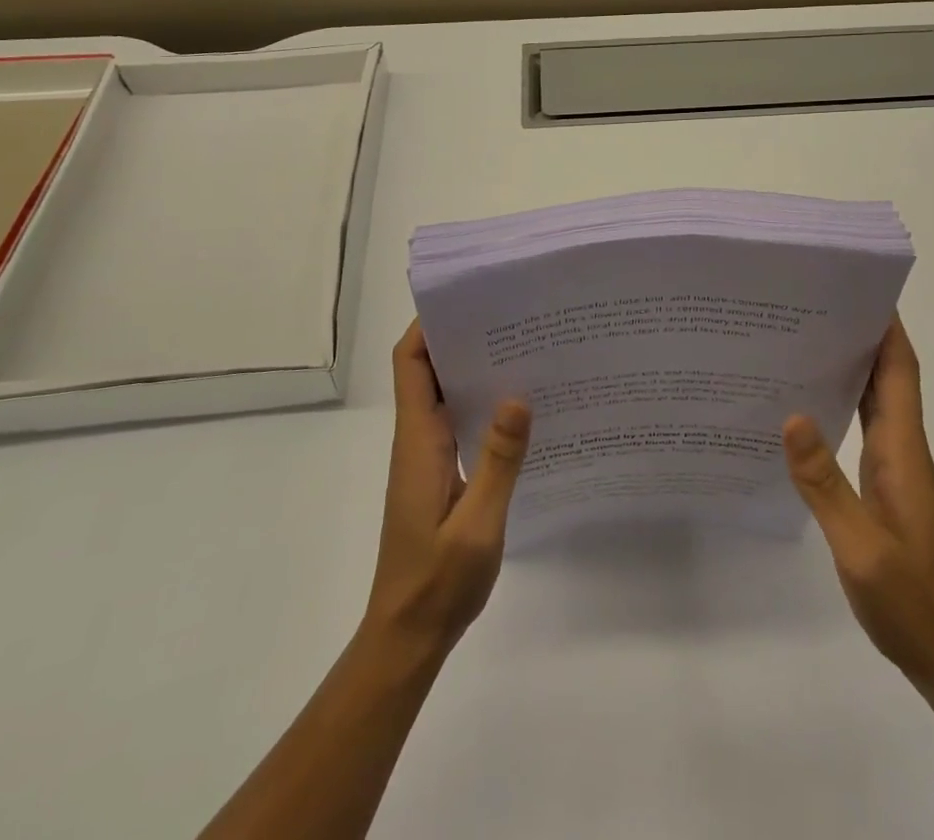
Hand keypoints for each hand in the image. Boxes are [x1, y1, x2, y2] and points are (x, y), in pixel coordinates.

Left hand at [363, 320, 531, 655]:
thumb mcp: (477, 523)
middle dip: (462, 337)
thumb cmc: (438, 580)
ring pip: (447, 395)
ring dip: (476, 369)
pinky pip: (459, 423)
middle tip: (513, 316)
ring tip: (525, 349)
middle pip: (430, 369)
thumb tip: (517, 395)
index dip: (429, 325)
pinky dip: (483, 405)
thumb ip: (498, 460)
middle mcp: (419, 439)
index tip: (468, 298)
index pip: (412, 363)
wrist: (408, 635)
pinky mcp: (441, 475)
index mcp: (419, 439)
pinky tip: (522, 409)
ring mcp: (428, 457)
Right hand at [782, 317, 933, 693]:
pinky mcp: (885, 493)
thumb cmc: (916, 604)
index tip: (859, 288)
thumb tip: (791, 415)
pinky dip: (840, 408)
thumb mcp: (862, 548)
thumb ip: (825, 484)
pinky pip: (862, 433)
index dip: (887, 328)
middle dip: (859, 335)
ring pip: (874, 403)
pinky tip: (804, 413)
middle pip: (887, 377)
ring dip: (848, 368)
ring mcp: (896, 473)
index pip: (899, 372)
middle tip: (808, 306)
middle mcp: (902, 451)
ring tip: (798, 343)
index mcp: (902, 451)